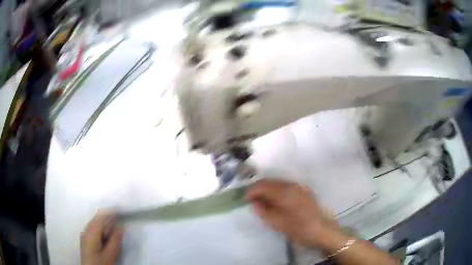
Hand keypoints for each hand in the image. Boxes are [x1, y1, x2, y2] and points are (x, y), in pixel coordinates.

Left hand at [81, 211, 122, 264]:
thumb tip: (120, 226)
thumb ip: (115, 240)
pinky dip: (100, 226)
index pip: (101, 217)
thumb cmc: (100, 263)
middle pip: (96, 218)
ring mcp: (84, 234)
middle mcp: (86, 230)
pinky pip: (92, 227)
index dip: (110, 212)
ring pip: (94, 222)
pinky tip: (105, 232)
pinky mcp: (85, 239)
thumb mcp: (110, 254)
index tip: (119, 210)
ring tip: (113, 223)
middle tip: (118, 217)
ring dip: (103, 221)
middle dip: (107, 216)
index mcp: (91, 232)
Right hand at [246, 179, 338, 247]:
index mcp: (285, 191)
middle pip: (270, 182)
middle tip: (251, 201)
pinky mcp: (304, 192)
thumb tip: (254, 202)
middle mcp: (292, 185)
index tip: (244, 200)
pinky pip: (286, 187)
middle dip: (259, 189)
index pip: (263, 185)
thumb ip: (264, 211)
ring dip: (267, 190)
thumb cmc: (299, 229)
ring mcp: (299, 188)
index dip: (251, 191)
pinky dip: (276, 192)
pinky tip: (275, 202)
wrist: (323, 231)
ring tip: (262, 202)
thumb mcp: (278, 223)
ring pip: (278, 184)